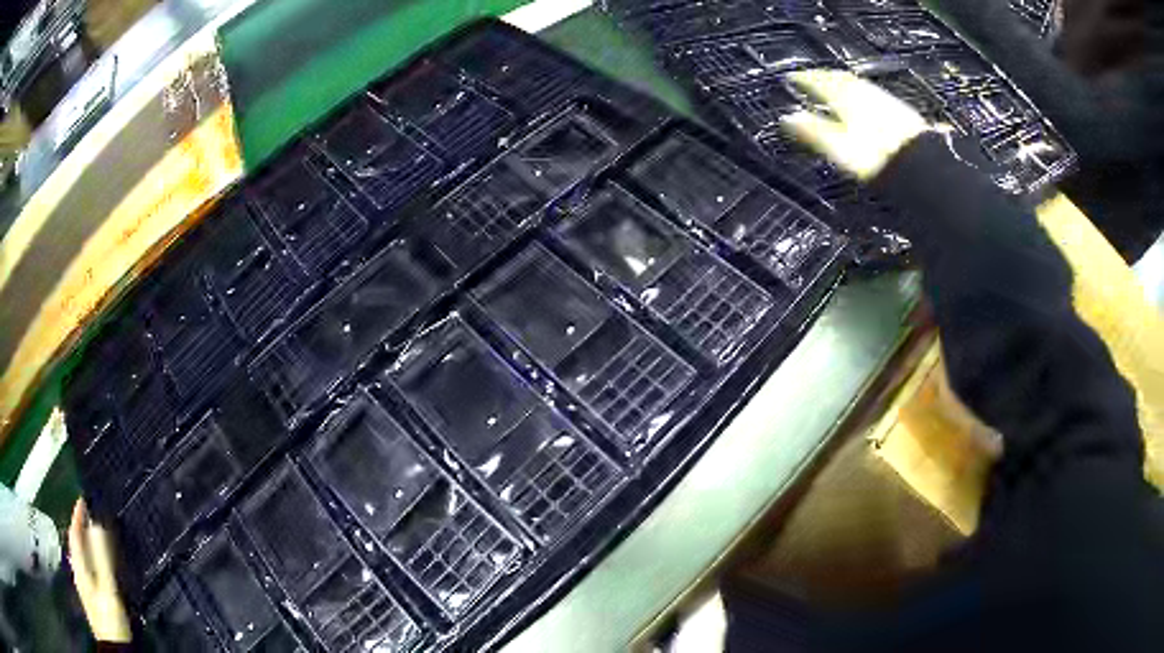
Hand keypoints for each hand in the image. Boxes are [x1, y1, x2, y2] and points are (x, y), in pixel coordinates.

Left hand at [69, 500, 130, 643]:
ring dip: (89, 546)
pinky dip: (95, 563)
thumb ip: (102, 558)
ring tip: (98, 539)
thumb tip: (97, 523)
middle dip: (83, 530)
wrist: (115, 650)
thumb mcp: (107, 589)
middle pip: (78, 546)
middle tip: (92, 516)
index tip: (84, 499)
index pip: (74, 534)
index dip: (77, 516)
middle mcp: (80, 573)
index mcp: (79, 567)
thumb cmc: (109, 618)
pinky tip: (104, 570)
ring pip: (85, 560)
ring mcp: (87, 589)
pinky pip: (91, 573)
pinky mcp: (95, 601)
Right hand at [782, 69, 929, 180]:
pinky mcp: (901, 111)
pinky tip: (866, 101)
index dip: (804, 78)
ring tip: (836, 87)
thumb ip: (813, 131)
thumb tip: (786, 117)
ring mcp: (884, 99)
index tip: (791, 77)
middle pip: (841, 79)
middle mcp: (864, 92)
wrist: (921, 165)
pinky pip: (874, 93)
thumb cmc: (875, 157)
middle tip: (813, 77)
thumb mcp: (838, 147)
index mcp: (845, 97)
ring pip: (859, 84)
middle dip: (824, 77)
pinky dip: (862, 93)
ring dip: (844, 83)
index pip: (819, 81)